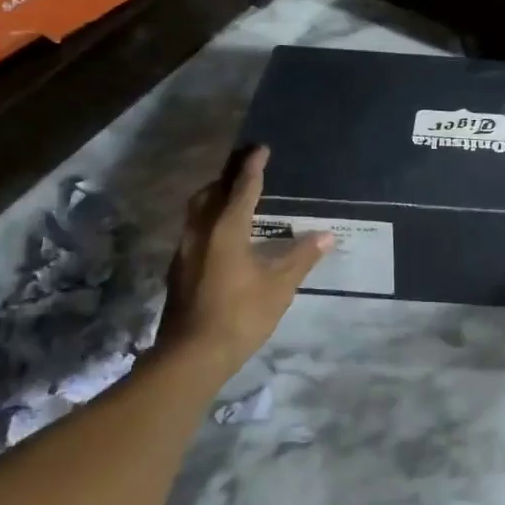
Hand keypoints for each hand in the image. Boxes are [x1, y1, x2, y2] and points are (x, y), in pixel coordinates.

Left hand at [152, 146, 330, 376]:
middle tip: (246, 171)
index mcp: (226, 230)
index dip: (253, 168)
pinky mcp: (178, 271)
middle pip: (211, 194)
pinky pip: (194, 231)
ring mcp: (184, 252)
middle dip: (227, 179)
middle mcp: (200, 233)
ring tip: (233, 200)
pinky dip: (209, 221)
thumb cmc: (240, 316)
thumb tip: (326, 235)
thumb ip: (302, 257)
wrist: (191, 356)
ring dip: (214, 199)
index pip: (243, 189)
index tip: (260, 148)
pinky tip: (222, 238)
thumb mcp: (279, 287)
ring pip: (197, 213)